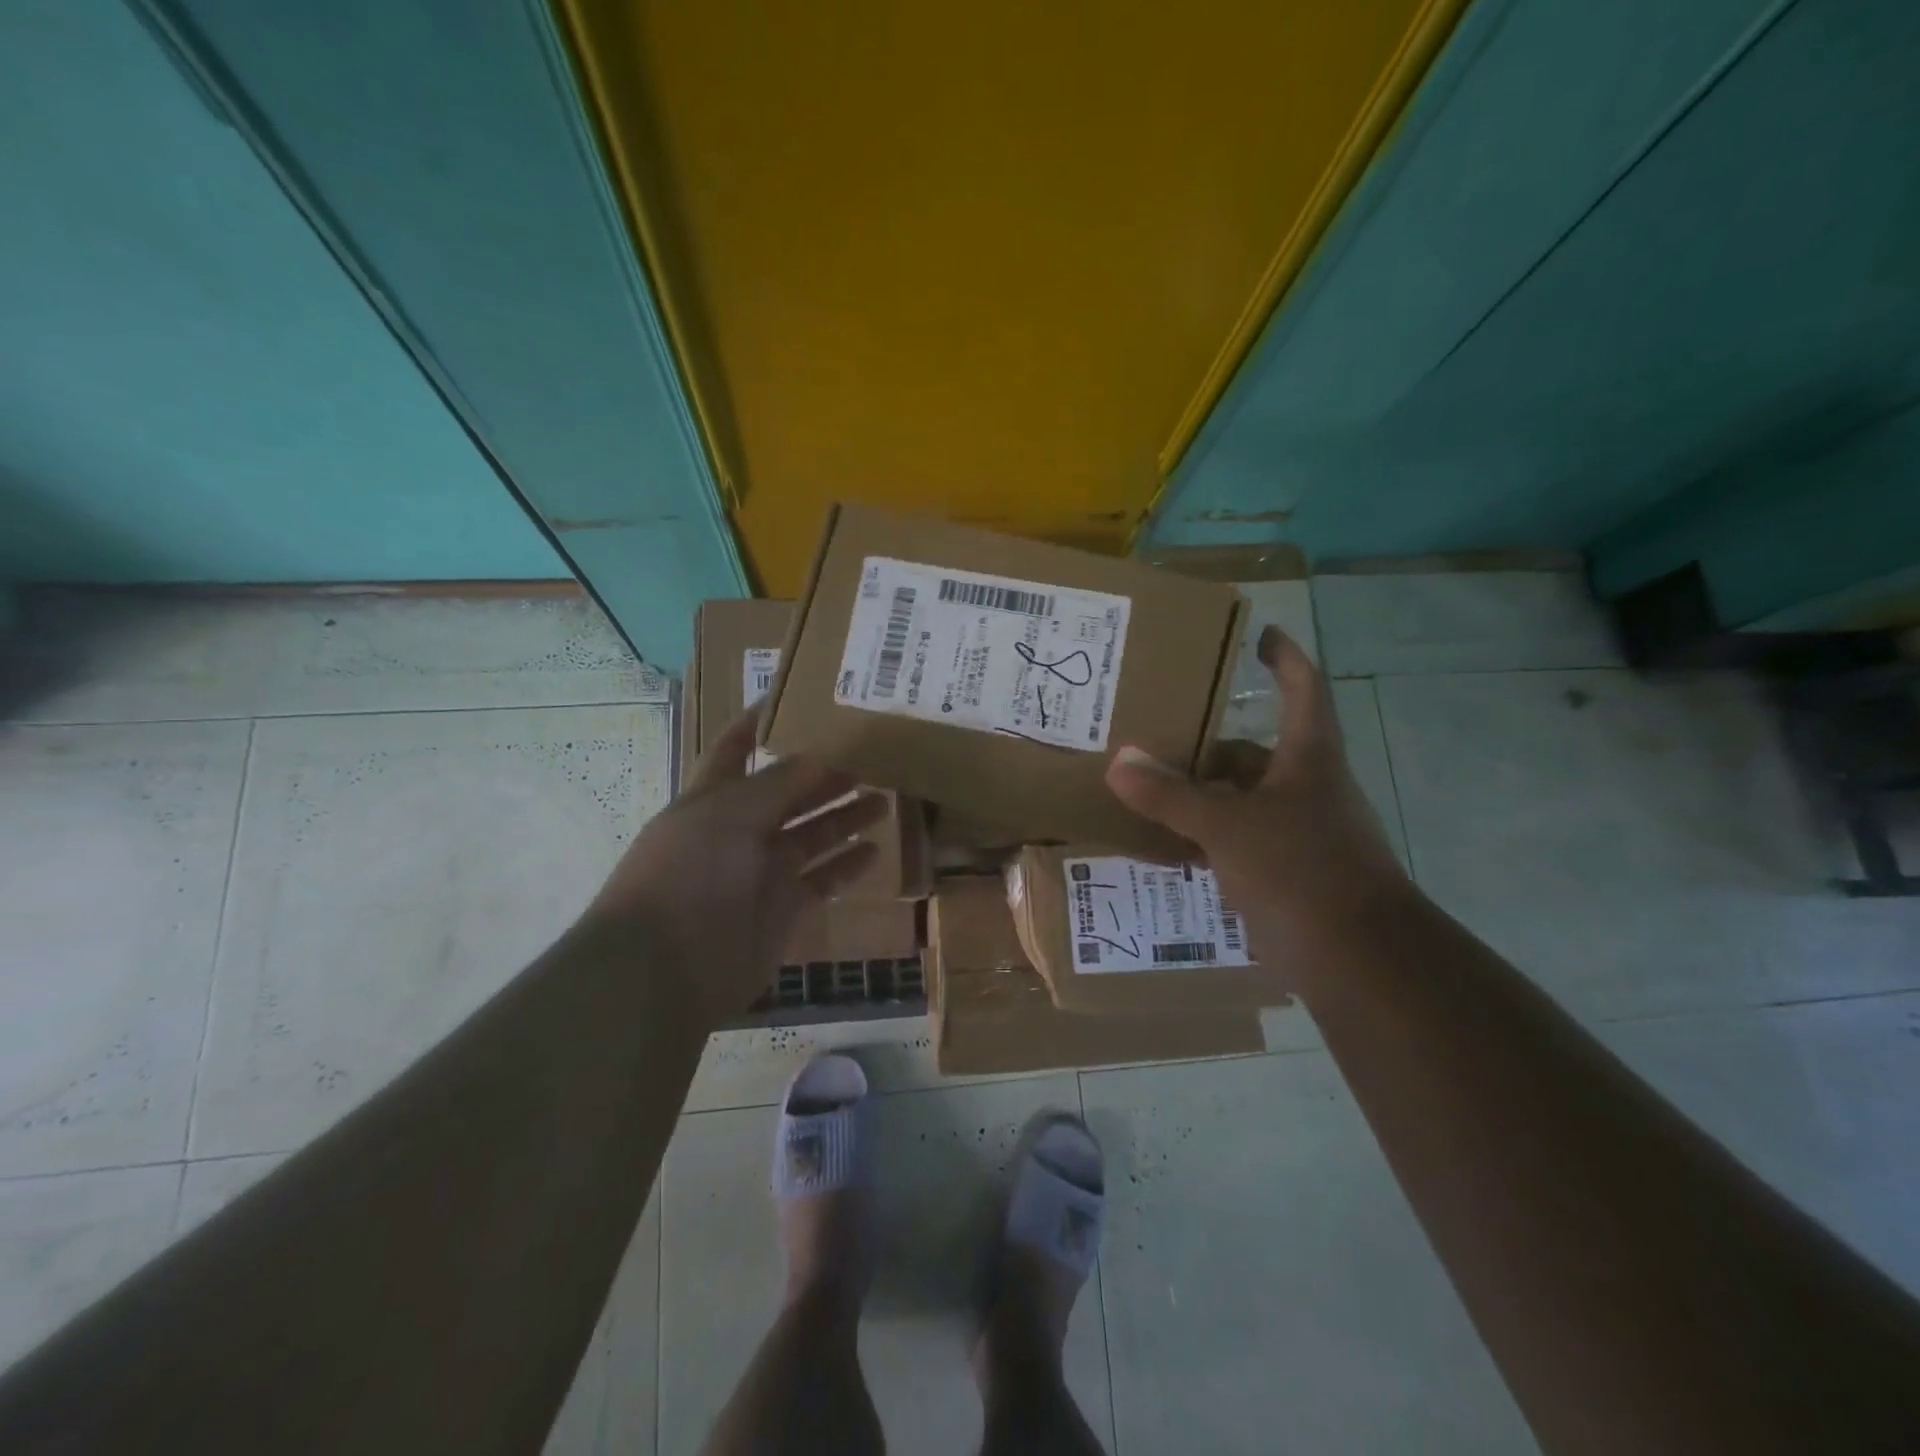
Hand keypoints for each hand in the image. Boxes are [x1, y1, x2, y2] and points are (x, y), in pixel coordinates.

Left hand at [586, 708, 885, 1022]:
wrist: (665, 968)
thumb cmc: (689, 873)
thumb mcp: (731, 813)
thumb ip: (780, 782)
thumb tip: (823, 753)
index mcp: (713, 798)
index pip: (735, 750)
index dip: (758, 723)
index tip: (795, 699)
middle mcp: (738, 831)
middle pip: (788, 794)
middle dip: (824, 774)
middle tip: (871, 758)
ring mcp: (761, 872)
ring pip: (811, 835)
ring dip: (844, 817)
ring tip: (885, 798)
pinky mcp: (782, 910)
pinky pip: (822, 880)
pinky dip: (847, 866)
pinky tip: (875, 850)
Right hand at [1105, 626, 1407, 954]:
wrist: (1358, 959)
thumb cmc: (1301, 870)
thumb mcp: (1227, 827)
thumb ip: (1171, 796)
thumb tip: (1118, 761)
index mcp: (1308, 759)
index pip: (1304, 689)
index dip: (1286, 657)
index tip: (1263, 634)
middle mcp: (1307, 789)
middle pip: (1256, 752)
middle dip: (1210, 742)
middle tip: (1160, 731)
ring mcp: (1298, 833)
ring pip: (1242, 801)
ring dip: (1201, 794)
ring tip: (1148, 786)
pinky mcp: (1286, 874)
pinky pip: (1236, 843)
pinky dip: (1203, 840)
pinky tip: (1163, 845)